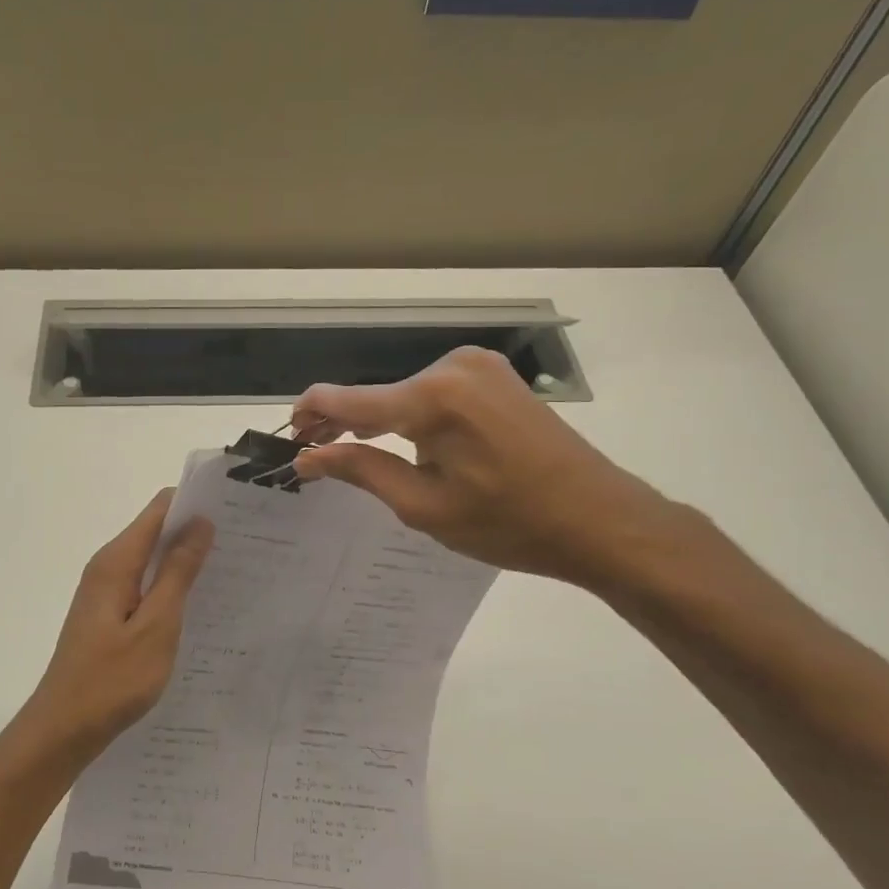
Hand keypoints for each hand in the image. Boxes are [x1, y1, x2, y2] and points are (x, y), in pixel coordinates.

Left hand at [9, 489, 213, 769]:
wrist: (64, 728)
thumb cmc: (112, 679)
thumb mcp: (156, 626)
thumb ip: (178, 573)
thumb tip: (200, 522)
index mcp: (116, 562)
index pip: (160, 509)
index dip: (196, 504)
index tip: (237, 512)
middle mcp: (108, 567)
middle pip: (155, 531)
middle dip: (196, 532)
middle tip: (244, 546)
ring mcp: (105, 592)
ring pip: (152, 561)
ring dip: (186, 562)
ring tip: (232, 573)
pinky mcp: (108, 615)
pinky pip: (145, 586)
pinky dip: (171, 587)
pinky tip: (199, 606)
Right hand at [292, 346, 684, 585]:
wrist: (601, 518)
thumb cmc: (509, 524)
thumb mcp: (424, 506)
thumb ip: (361, 470)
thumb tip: (307, 456)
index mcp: (433, 396)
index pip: (347, 399)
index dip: (309, 416)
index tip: (288, 438)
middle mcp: (452, 365)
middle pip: (377, 394)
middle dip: (343, 423)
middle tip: (316, 456)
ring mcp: (479, 365)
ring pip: (405, 393)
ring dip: (380, 421)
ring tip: (358, 455)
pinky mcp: (496, 376)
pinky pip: (435, 392)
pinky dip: (413, 415)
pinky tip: (408, 443)